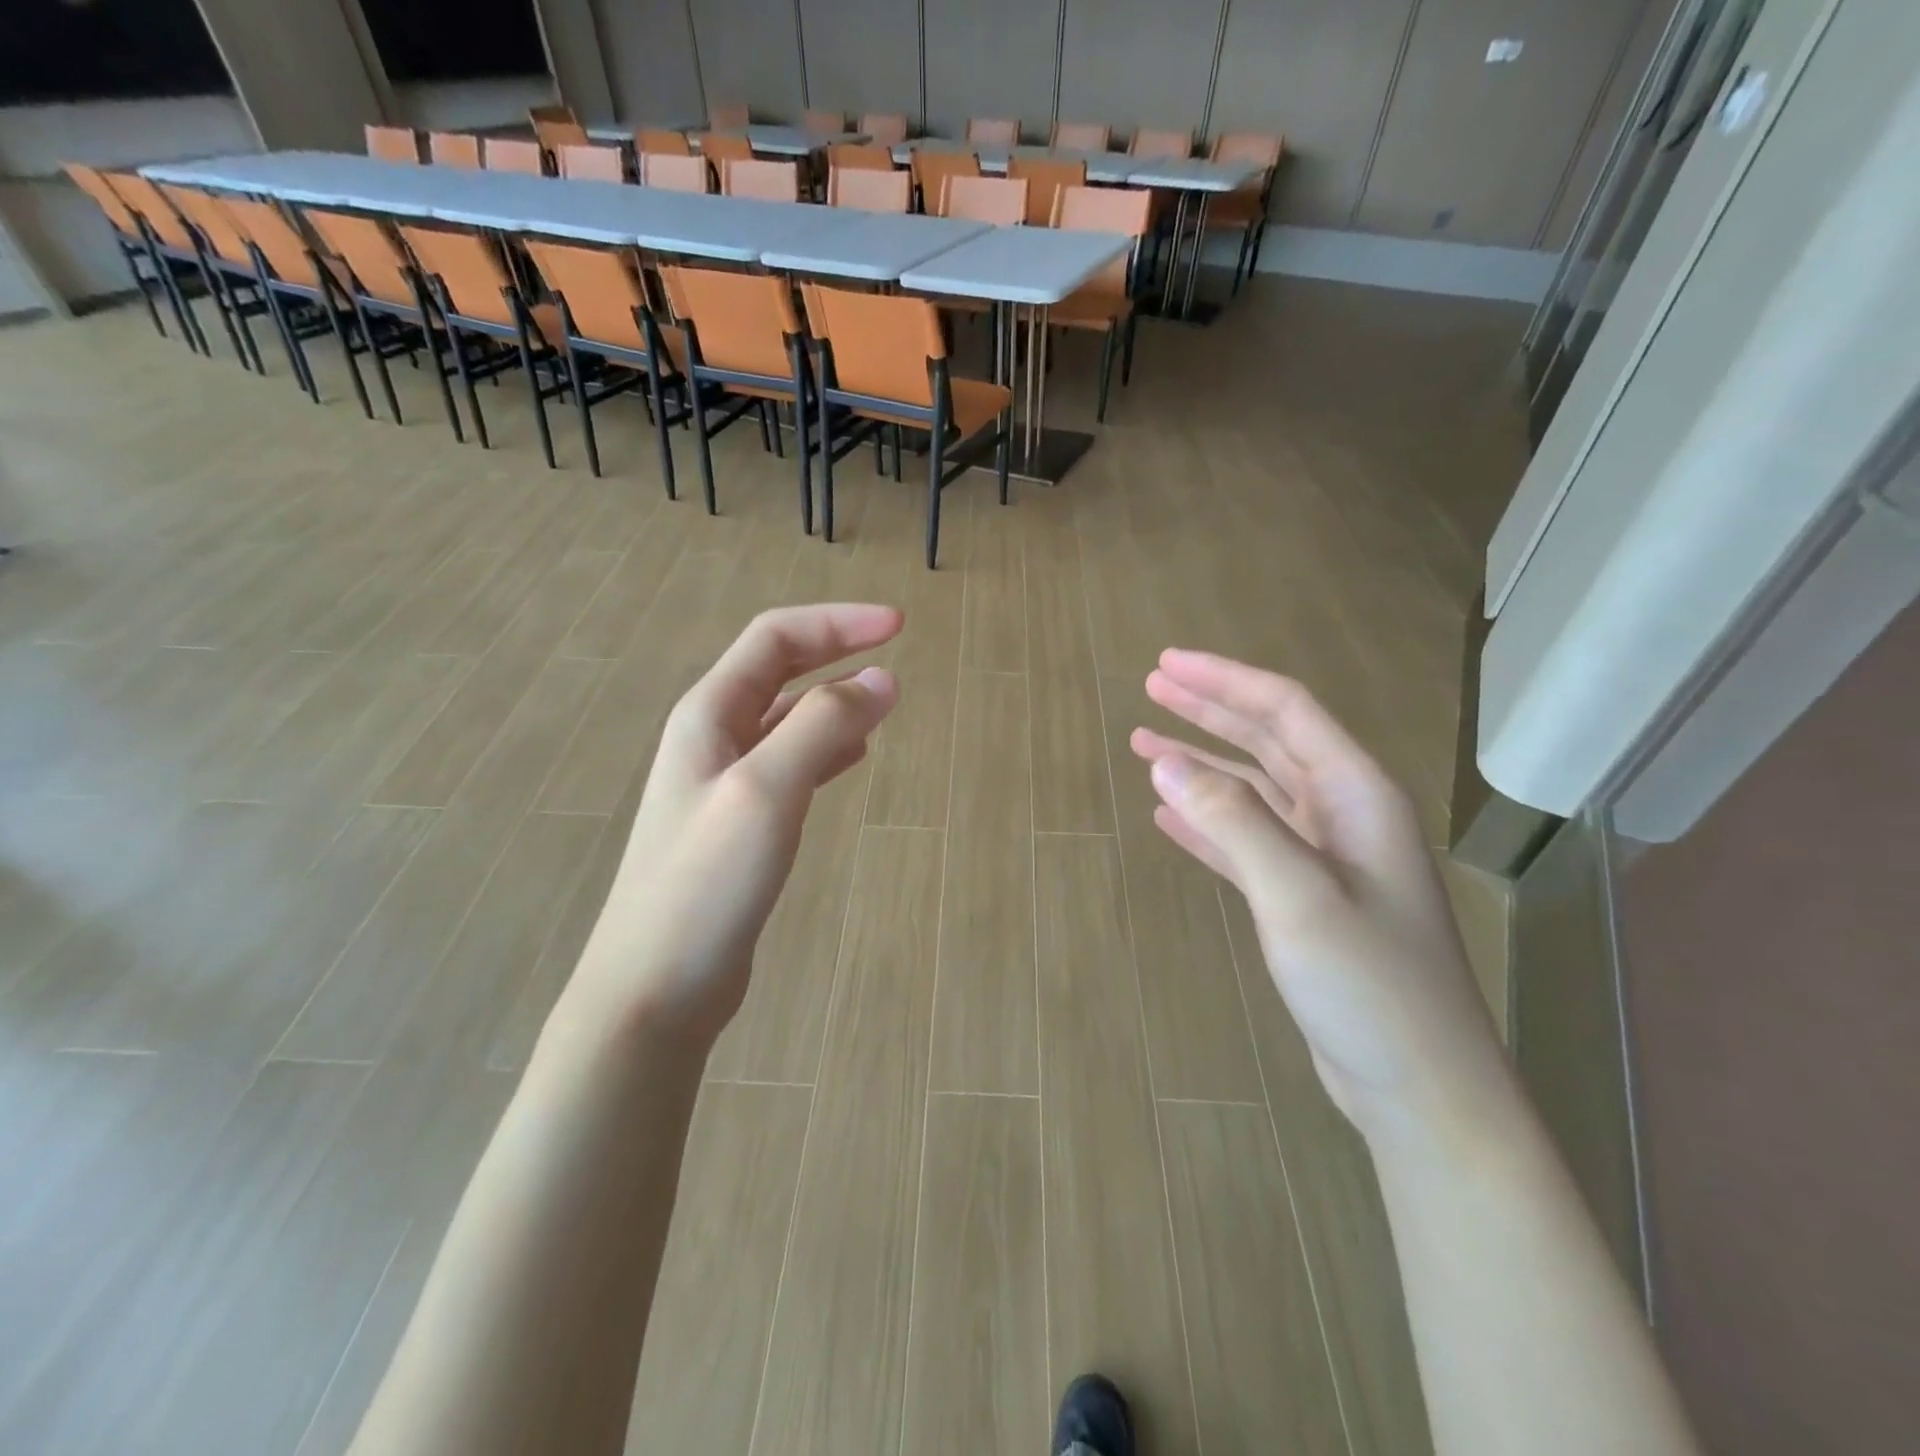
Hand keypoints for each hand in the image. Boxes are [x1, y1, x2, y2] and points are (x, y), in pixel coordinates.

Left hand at [562, 604, 902, 1046]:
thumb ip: (822, 726)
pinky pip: (789, 764)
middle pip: (778, 671)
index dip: (837, 623)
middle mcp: (712, 738)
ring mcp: (724, 784)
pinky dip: (825, 749)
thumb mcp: (767, 789)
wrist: (655, 986)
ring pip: (786, 719)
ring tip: (882, 703)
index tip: (898, 625)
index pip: (775, 639)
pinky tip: (852, 758)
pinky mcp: (740, 825)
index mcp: (708, 714)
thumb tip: (883, 679)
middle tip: (893, 650)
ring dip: (833, 700)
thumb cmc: (706, 882)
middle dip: (835, 652)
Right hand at [1131, 648, 1500, 1136]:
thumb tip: (1165, 761)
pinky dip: (1206, 822)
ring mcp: (1323, 858)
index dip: (1223, 681)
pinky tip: (1168, 816)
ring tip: (1146, 745)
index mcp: (1356, 795)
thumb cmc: (1369, 985)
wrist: (1419, 1087)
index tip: (1166, 664)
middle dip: (1209, 709)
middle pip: (1268, 739)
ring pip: (1253, 789)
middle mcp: (1342, 814)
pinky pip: (1245, 840)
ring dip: (1201, 763)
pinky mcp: (1303, 898)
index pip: (1284, 711)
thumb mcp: (1297, 894)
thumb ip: (1232, 821)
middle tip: (1152, 686)